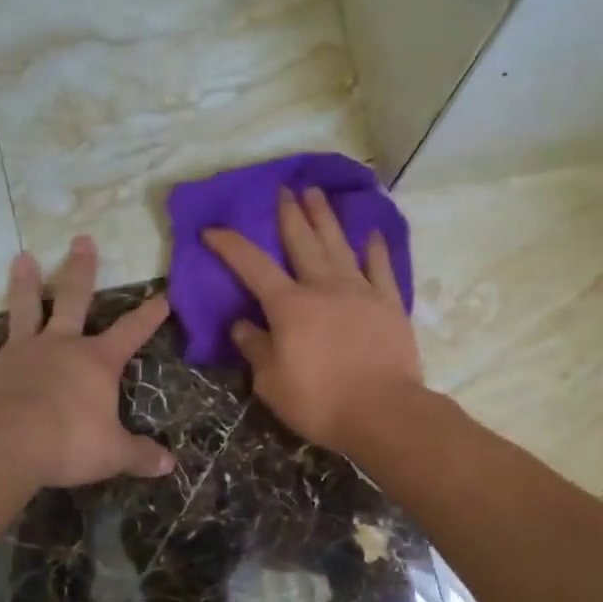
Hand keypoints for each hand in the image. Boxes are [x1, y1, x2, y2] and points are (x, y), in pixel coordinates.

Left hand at [0, 237, 174, 488]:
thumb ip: (140, 455)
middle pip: (72, 300)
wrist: (7, 443)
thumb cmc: (69, 442)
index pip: (131, 332)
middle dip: (81, 270)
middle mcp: (59, 347)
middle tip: (82, 240)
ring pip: (23, 311)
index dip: (149, 316)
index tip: (163, 296)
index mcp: (96, 361)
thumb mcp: (114, 453)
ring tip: (21, 258)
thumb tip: (169, 466)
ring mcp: (19, 355)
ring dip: (23, 285)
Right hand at [203, 186, 423, 453]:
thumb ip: (255, 349)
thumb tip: (241, 325)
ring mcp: (360, 292)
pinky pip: (380, 268)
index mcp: (289, 306)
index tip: (212, 230)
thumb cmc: (320, 402)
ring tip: (316, 193)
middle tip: (284, 189)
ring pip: (339, 245)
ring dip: (325, 218)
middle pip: (303, 242)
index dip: (230, 245)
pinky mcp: (390, 304)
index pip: (252, 266)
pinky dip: (375, 249)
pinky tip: (370, 234)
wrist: (383, 412)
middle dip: (289, 214)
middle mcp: (324, 288)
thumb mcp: (271, 383)